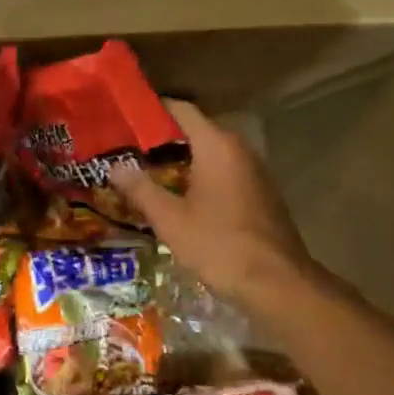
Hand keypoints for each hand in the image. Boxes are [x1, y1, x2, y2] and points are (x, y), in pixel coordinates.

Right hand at [110, 99, 311, 308]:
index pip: (181, 110)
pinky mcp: (261, 193)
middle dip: (162, 138)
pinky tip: (179, 195)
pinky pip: (224, 171)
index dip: (152, 109)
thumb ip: (141, 188)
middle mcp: (238, 148)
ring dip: (181, 158)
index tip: (125, 116)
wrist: (279, 285)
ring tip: (147, 170)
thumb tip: (115, 166)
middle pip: (195, 130)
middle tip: (127, 148)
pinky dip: (200, 175)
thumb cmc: (220, 245)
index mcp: (216, 145)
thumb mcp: (171, 219)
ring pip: (210, 152)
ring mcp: (254, 170)